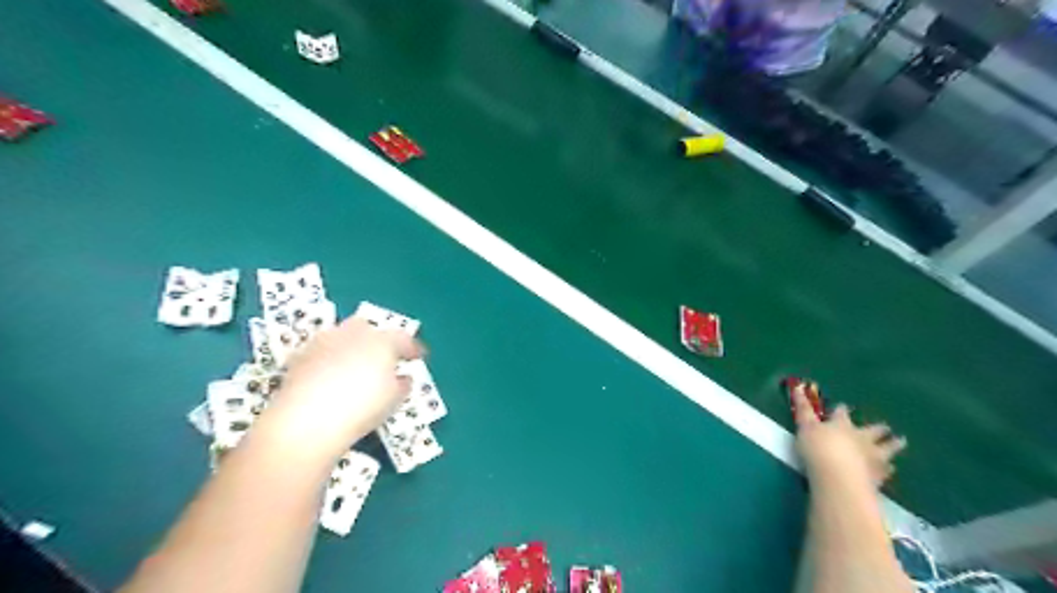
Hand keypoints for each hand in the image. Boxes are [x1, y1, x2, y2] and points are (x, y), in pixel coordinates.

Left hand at [261, 317, 423, 459]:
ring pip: (342, 336)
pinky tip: (331, 378)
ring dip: (351, 347)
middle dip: (376, 340)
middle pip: (368, 328)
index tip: (418, 357)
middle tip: (382, 358)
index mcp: (382, 341)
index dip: (412, 349)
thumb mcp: (394, 400)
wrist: (307, 421)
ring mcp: (324, 341)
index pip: (403, 339)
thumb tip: (402, 378)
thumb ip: (402, 384)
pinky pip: (322, 352)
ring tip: (354, 368)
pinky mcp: (300, 356)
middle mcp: (353, 333)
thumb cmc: (362, 408)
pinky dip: (330, 360)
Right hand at [793, 388, 907, 489]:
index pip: (842, 413)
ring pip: (887, 448)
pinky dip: (889, 468)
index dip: (840, 410)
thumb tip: (798, 386)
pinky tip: (892, 468)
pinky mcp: (878, 475)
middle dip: (879, 428)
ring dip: (894, 445)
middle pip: (873, 430)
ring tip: (901, 441)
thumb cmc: (818, 449)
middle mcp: (861, 437)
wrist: (839, 478)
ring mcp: (872, 456)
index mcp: (842, 425)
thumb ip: (803, 409)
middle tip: (887, 427)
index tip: (842, 407)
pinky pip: (887, 470)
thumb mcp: (805, 426)